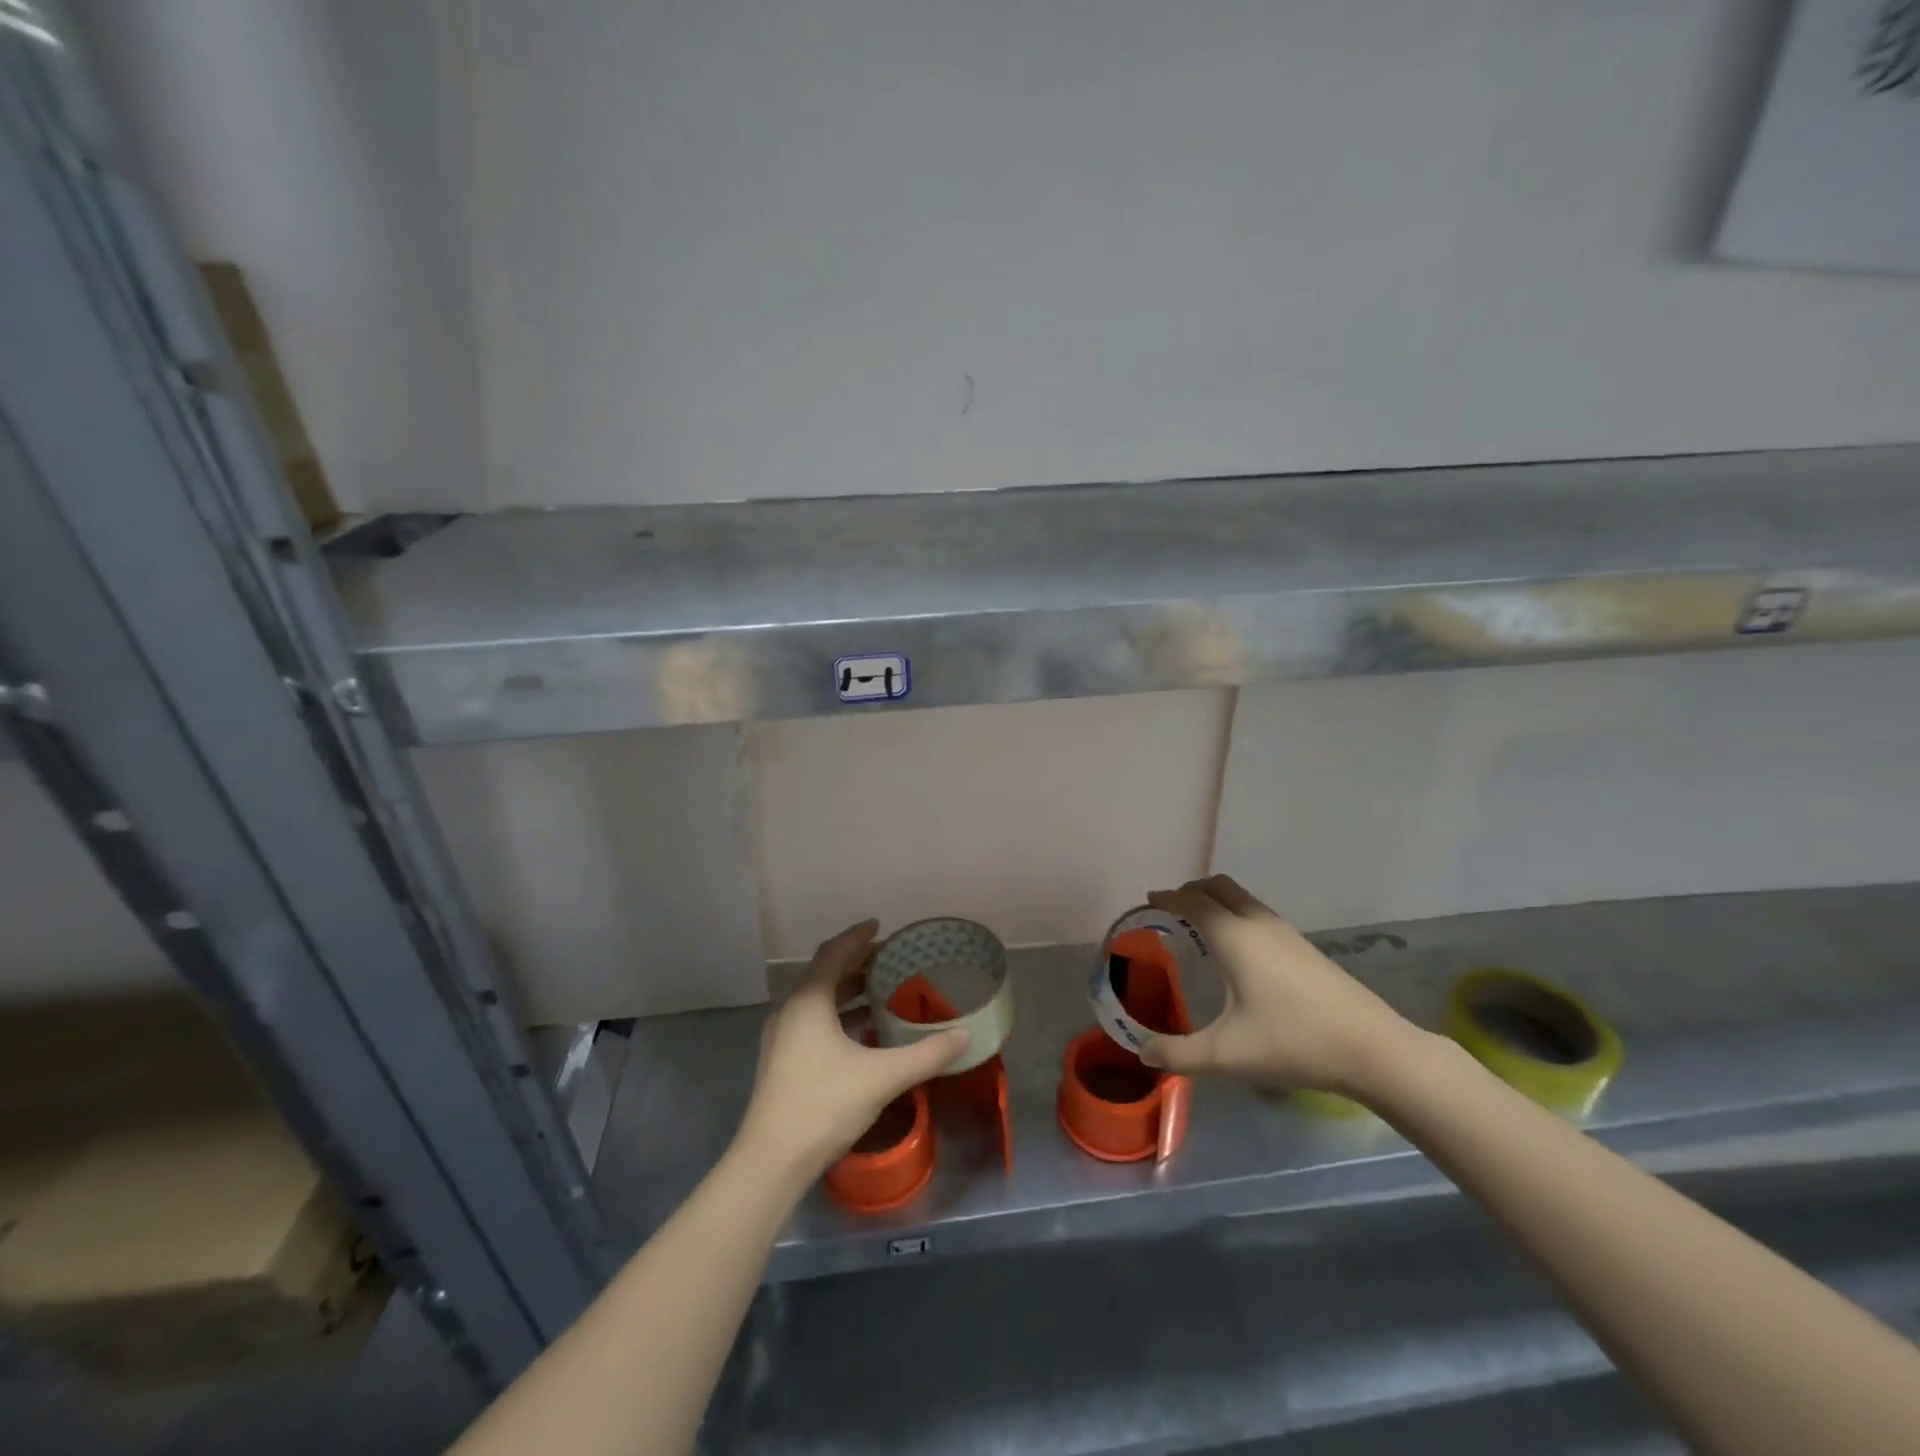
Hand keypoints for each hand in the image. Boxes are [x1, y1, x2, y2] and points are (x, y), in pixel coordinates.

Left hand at [734, 920, 967, 1180]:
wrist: (771, 1162)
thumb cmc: (824, 1104)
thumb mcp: (882, 1076)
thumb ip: (926, 1054)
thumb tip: (965, 1035)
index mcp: (808, 1000)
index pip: (834, 952)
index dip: (858, 936)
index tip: (880, 926)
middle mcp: (791, 1010)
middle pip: (825, 973)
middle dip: (857, 962)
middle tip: (890, 958)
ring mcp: (782, 1037)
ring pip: (818, 1000)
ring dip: (848, 990)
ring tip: (882, 989)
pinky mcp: (783, 1061)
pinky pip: (813, 1021)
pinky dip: (839, 1014)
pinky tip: (863, 1031)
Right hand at [1139, 875, 1417, 1097]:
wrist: (1372, 1049)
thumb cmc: (1293, 1042)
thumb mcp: (1227, 1054)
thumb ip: (1179, 1054)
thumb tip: (1143, 1053)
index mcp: (1234, 936)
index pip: (1192, 901)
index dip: (1167, 898)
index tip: (1147, 902)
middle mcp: (1257, 923)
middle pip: (1218, 887)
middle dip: (1190, 891)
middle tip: (1169, 911)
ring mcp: (1285, 932)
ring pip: (1241, 897)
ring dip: (1215, 900)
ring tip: (1198, 926)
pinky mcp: (1303, 946)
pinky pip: (1257, 912)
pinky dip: (1235, 913)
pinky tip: (1237, 949)